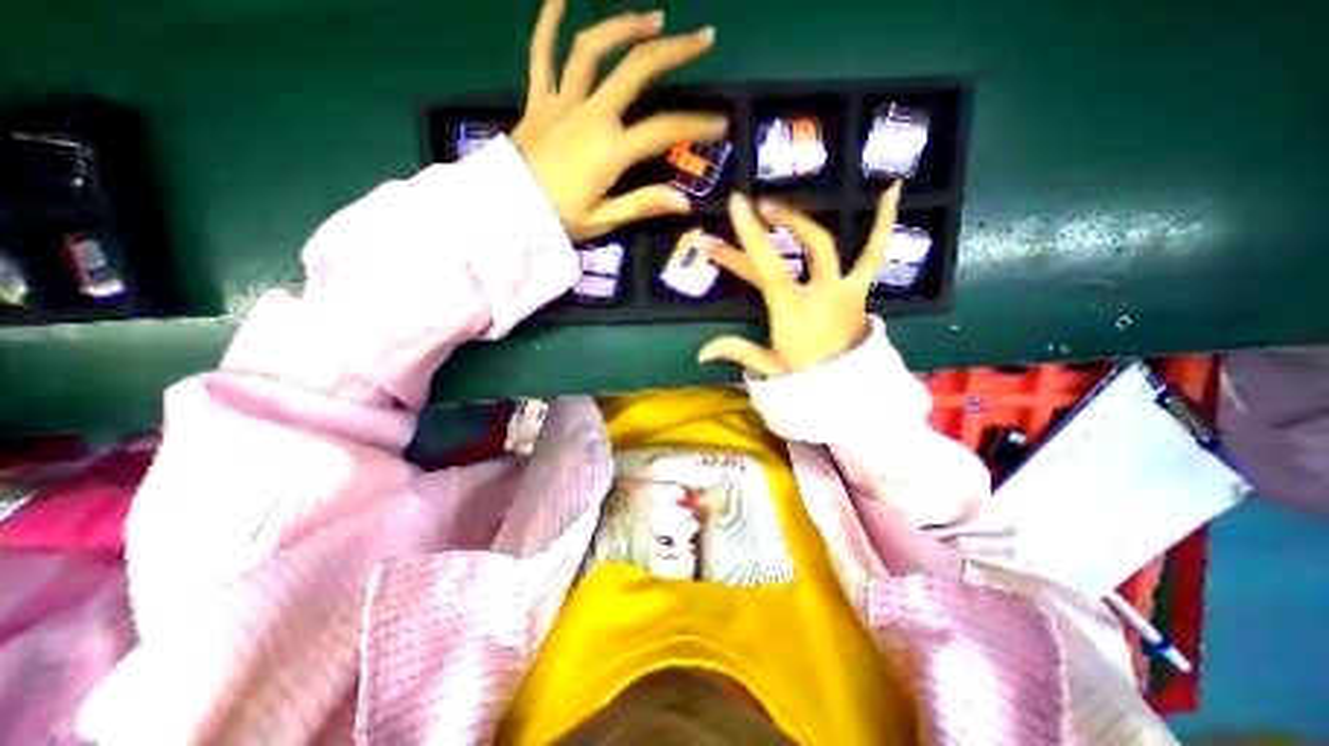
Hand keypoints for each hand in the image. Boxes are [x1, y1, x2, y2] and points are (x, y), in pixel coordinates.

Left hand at [511, 0, 726, 239]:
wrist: (507, 212)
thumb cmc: (558, 219)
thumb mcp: (604, 219)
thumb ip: (643, 205)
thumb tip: (684, 202)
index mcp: (610, 150)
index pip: (664, 129)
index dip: (696, 125)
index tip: (720, 123)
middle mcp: (591, 115)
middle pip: (636, 70)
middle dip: (674, 50)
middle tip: (702, 38)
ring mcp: (562, 103)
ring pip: (592, 50)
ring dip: (624, 27)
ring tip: (652, 18)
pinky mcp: (538, 101)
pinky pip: (541, 55)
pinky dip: (547, 23)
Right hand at [696, 184, 904, 374]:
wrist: (847, 386)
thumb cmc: (806, 376)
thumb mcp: (769, 366)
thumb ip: (737, 352)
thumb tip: (700, 354)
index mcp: (793, 309)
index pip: (770, 267)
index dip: (752, 236)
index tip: (736, 204)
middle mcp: (819, 291)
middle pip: (793, 251)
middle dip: (769, 228)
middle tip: (750, 211)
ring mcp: (843, 287)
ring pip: (826, 245)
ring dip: (801, 221)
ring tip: (778, 203)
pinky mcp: (858, 288)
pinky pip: (874, 252)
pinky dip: (884, 222)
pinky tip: (892, 189)